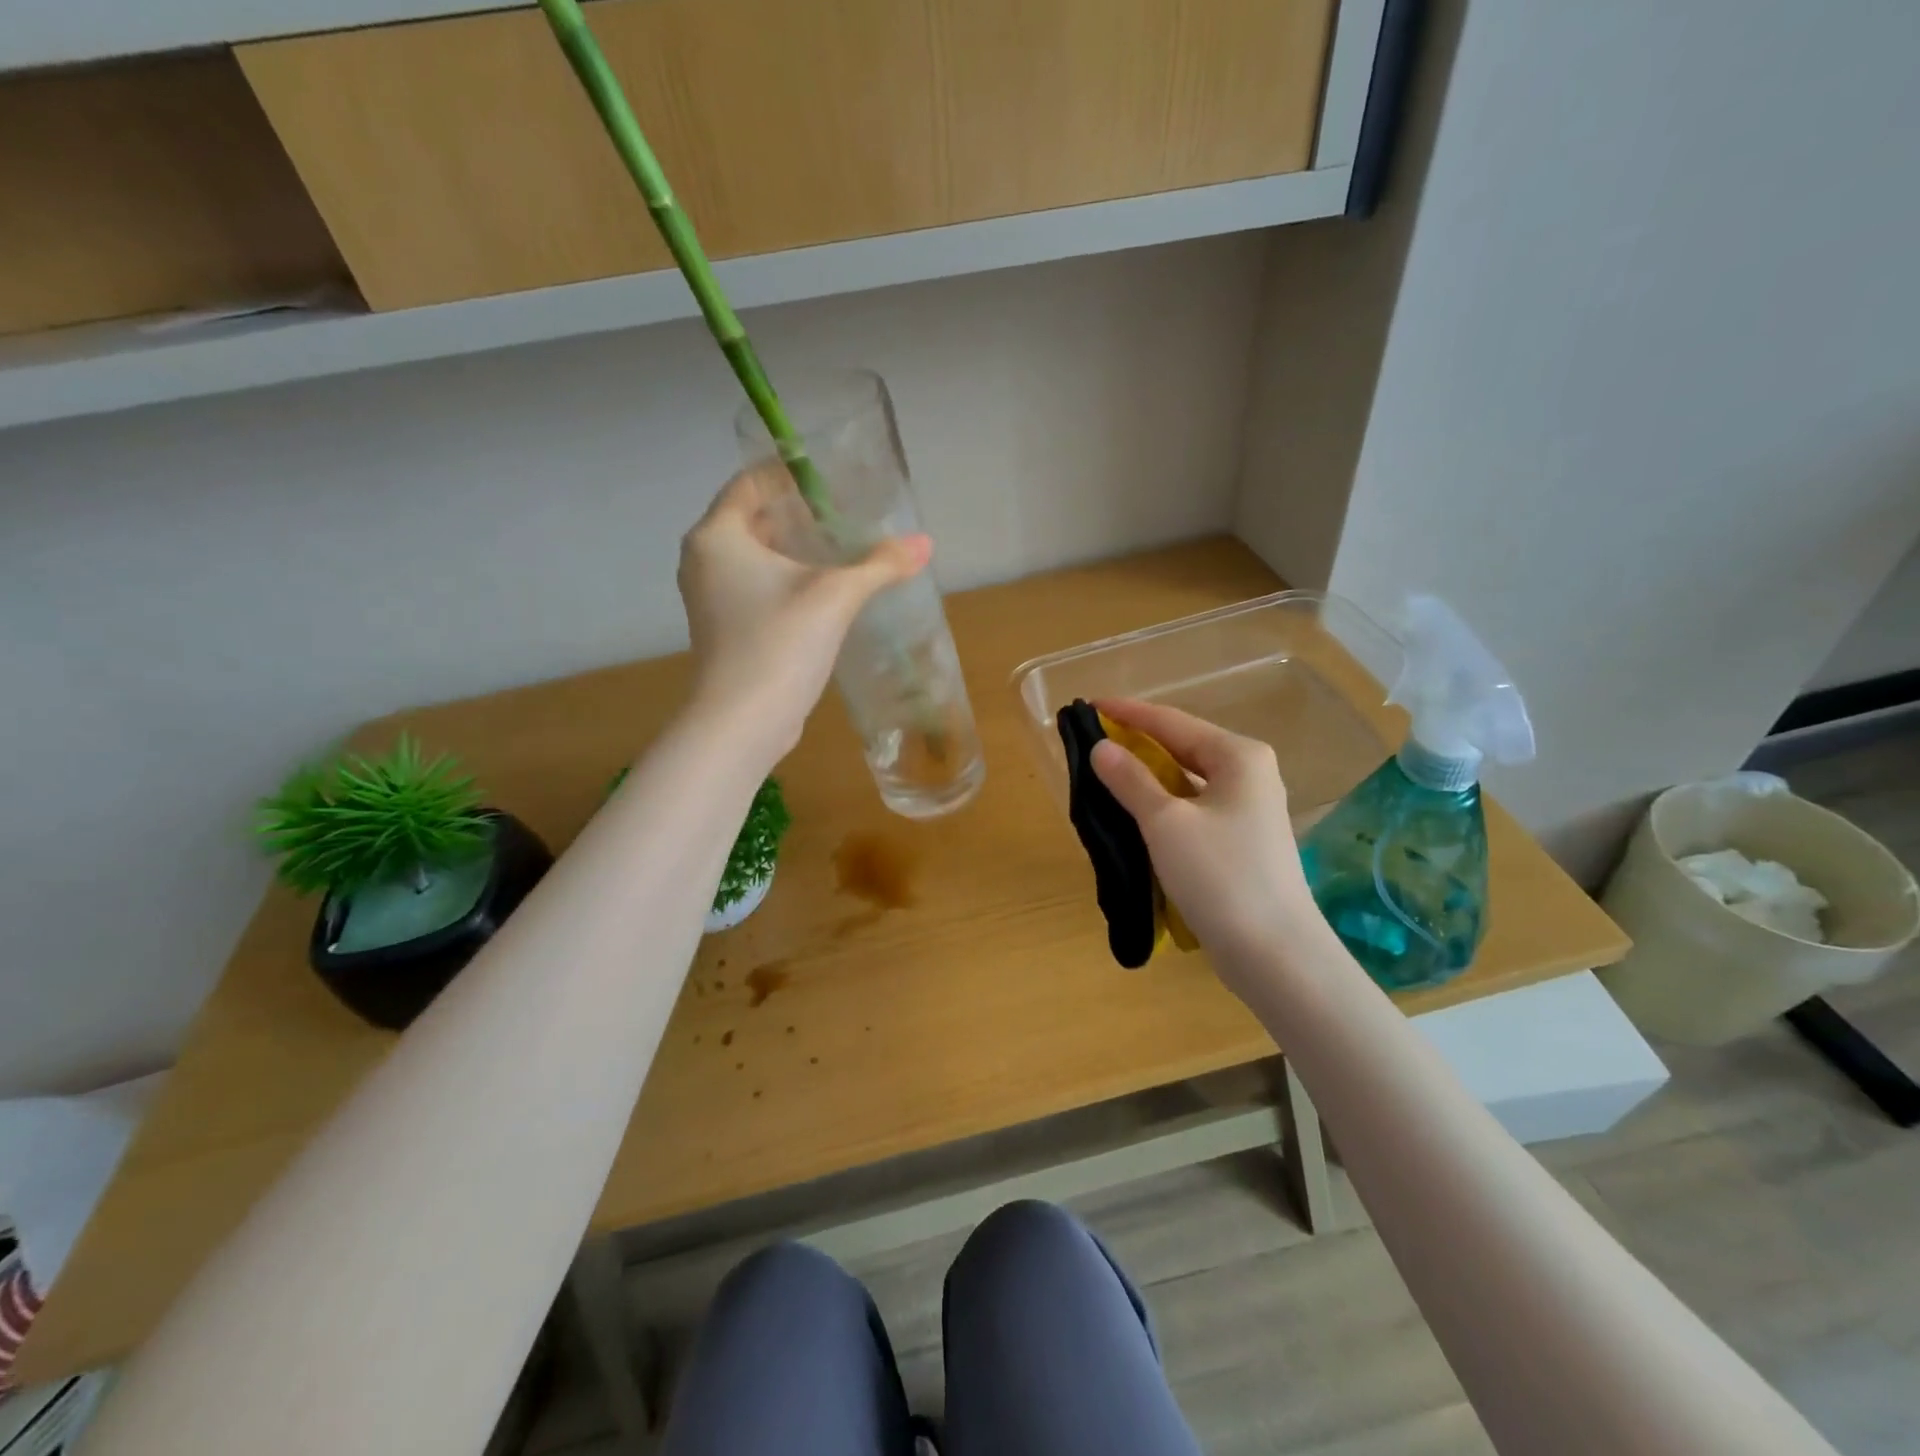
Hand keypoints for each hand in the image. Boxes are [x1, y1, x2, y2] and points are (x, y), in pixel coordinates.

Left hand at [679, 465, 930, 759]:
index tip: (830, 475)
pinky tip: (826, 588)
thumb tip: (925, 543)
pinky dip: (787, 579)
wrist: (742, 722)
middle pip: (753, 519)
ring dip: (796, 549)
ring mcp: (711, 597)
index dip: (789, 473)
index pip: (750, 483)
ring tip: (842, 546)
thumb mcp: (835, 596)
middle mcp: (705, 560)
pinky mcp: (726, 628)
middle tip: (846, 511)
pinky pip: (756, 586)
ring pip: (756, 556)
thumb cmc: (779, 644)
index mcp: (717, 536)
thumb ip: (880, 564)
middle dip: (798, 513)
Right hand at [1090, 699, 1328, 985]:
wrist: (1274, 953)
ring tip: (1105, 775)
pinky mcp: (1242, 839)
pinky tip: (1136, 814)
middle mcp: (1249, 773)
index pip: (1171, 721)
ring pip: (1187, 779)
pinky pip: (1193, 807)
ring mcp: (1249, 808)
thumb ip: (1130, 780)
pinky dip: (1163, 804)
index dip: (1127, 713)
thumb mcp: (1165, 823)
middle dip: (1136, 744)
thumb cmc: (1220, 876)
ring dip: (1147, 776)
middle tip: (1092, 743)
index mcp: (1238, 756)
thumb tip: (1101, 748)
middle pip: (1182, 746)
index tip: (1088, 706)